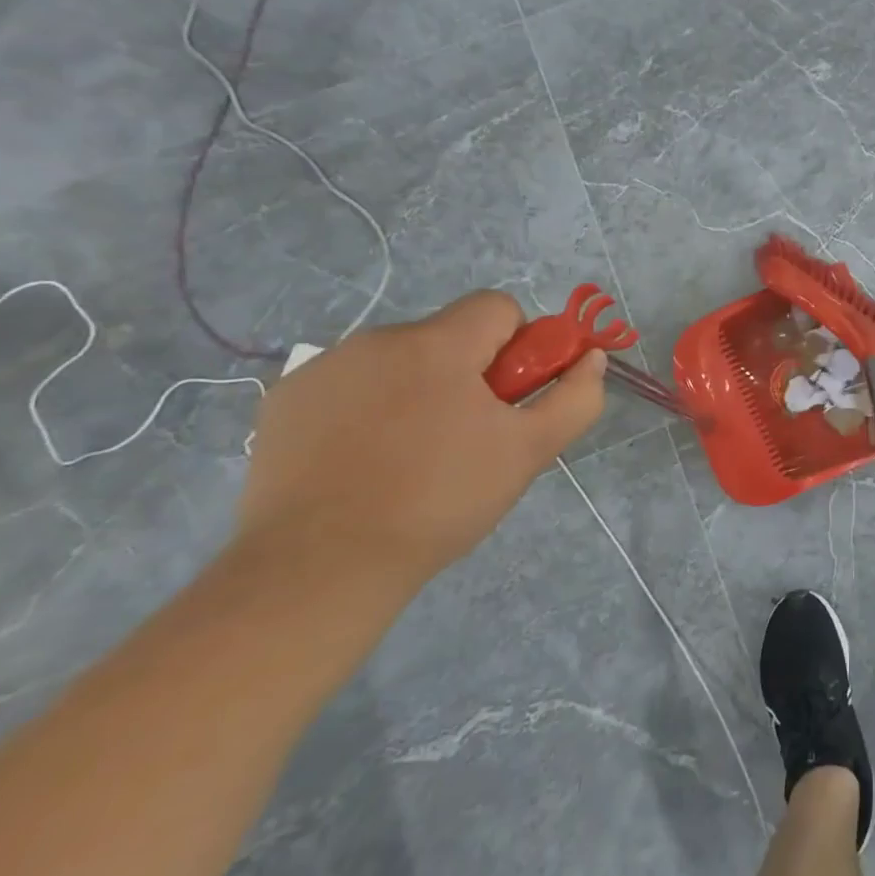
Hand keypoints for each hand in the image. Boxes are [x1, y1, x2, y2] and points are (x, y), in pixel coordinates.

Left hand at [236, 291, 606, 591]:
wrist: (318, 568)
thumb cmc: (440, 501)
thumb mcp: (530, 452)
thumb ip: (576, 398)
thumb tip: (590, 358)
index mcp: (438, 344)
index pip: (497, 307)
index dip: (517, 346)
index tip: (507, 398)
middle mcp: (378, 340)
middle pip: (447, 336)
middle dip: (466, 373)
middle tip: (465, 437)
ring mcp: (324, 368)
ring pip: (398, 361)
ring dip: (416, 389)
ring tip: (408, 456)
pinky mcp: (284, 400)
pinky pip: (348, 384)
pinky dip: (364, 408)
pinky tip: (358, 461)